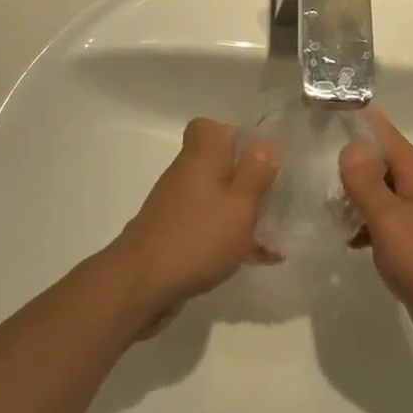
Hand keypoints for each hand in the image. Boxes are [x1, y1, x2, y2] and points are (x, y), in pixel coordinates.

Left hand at [109, 118, 277, 329]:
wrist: (140, 285)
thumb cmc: (198, 237)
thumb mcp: (240, 204)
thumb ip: (256, 173)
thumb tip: (264, 143)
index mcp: (202, 158)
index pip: (206, 127)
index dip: (231, 135)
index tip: (254, 156)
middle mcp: (185, 175)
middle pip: (216, 165)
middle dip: (244, 180)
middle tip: (271, 198)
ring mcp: (175, 208)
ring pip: (214, 199)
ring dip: (240, 213)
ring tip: (272, 237)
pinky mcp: (171, 237)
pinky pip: (206, 227)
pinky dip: (227, 238)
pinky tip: (253, 260)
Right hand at [339, 110, 412, 366]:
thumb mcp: (390, 221)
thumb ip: (367, 183)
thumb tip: (351, 146)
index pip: (385, 134)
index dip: (358, 122)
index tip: (326, 114)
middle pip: (382, 163)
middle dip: (352, 164)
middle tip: (312, 168)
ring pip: (384, 194)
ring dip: (357, 198)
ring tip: (324, 207)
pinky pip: (390, 223)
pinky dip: (369, 225)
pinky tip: (348, 240)